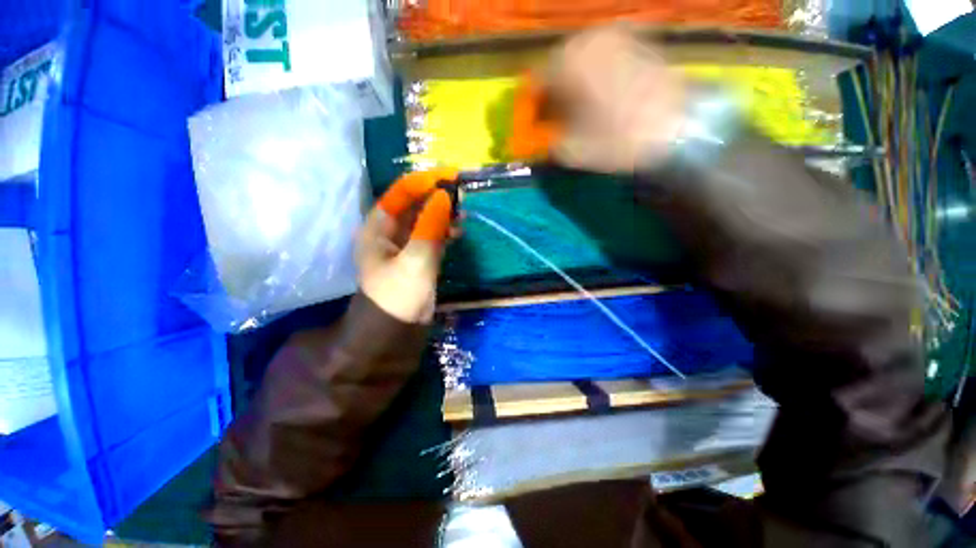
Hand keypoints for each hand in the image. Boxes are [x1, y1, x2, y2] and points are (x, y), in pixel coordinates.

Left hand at [358, 168, 457, 323]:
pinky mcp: (418, 258)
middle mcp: (390, 232)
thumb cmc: (398, 296)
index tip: (451, 177)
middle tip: (462, 196)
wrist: (395, 333)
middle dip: (437, 198)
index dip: (425, 182)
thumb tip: (444, 196)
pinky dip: (445, 231)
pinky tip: (458, 232)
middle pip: (414, 204)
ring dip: (443, 214)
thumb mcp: (415, 260)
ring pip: (425, 220)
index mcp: (378, 228)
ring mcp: (405, 245)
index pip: (401, 193)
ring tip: (463, 215)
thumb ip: (430, 227)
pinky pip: (432, 236)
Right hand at [543, 25, 687, 172]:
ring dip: (575, 83)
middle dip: (554, 93)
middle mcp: (589, 38)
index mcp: (567, 62)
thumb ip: (547, 141)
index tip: (536, 126)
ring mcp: (617, 35)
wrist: (678, 128)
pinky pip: (605, 56)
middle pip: (557, 66)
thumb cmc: (617, 140)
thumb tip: (538, 137)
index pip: (535, 83)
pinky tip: (604, 97)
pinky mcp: (639, 40)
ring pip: (582, 59)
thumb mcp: (572, 150)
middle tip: (557, 118)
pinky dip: (597, 74)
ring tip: (581, 109)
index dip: (532, 108)